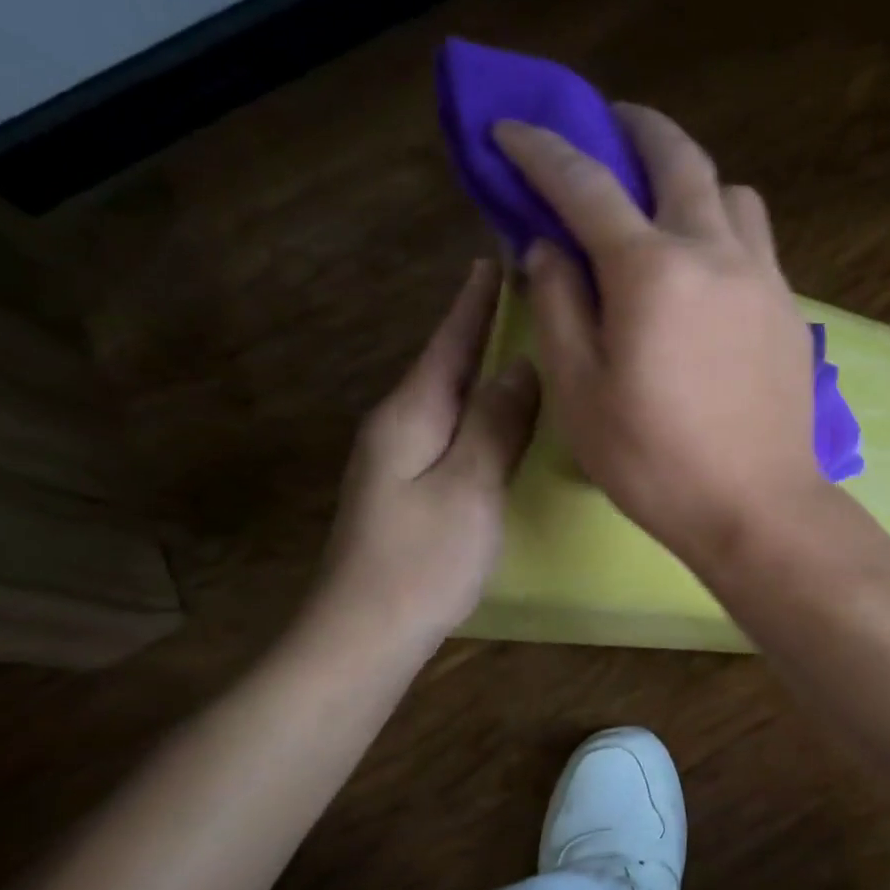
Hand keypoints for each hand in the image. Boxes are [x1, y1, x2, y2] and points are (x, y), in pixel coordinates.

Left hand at [307, 260, 539, 657]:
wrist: (365, 631)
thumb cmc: (423, 559)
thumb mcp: (470, 486)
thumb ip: (497, 423)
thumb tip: (523, 365)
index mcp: (411, 414)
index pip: (449, 343)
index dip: (475, 302)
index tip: (497, 258)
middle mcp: (400, 424)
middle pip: (445, 362)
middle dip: (479, 325)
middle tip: (523, 293)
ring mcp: (400, 456)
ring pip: (449, 394)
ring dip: (481, 364)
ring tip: (520, 340)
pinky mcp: (410, 483)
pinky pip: (452, 425)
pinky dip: (479, 404)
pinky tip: (500, 409)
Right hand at [493, 106, 825, 564]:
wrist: (757, 505)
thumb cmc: (655, 462)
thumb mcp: (580, 392)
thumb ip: (558, 306)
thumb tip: (549, 248)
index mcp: (652, 271)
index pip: (586, 185)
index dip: (541, 150)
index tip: (511, 130)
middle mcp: (714, 253)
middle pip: (678, 158)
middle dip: (636, 128)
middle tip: (609, 125)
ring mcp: (763, 277)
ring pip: (731, 193)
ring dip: (692, 179)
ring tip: (665, 205)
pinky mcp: (789, 308)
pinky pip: (756, 240)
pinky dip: (724, 226)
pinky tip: (706, 265)